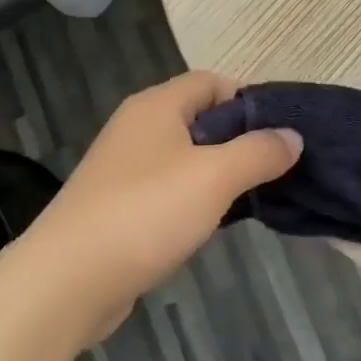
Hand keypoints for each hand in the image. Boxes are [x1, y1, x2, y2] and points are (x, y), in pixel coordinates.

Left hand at [25, 71, 301, 344]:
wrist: (67, 279)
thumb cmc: (146, 212)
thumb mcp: (214, 177)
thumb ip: (258, 152)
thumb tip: (292, 136)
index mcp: (157, 106)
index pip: (212, 81)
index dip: (248, 100)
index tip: (281, 132)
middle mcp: (138, 127)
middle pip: (199, 118)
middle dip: (238, 140)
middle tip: (275, 168)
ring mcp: (124, 168)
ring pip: (184, 157)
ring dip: (218, 173)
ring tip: (254, 197)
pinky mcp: (118, 205)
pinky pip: (167, 189)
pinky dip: (193, 199)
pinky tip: (212, 224)